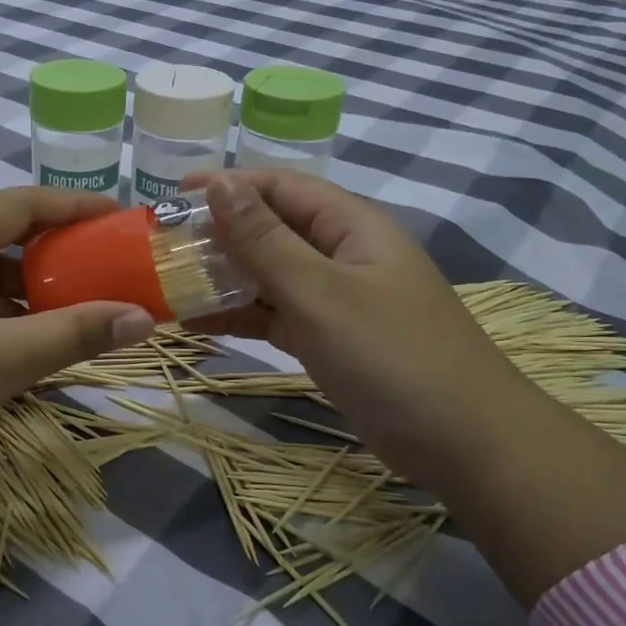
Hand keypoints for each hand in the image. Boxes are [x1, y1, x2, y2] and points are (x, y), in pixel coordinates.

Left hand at [0, 188, 154, 535]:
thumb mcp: (6, 359)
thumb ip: (76, 333)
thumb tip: (142, 318)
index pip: (18, 202)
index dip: (71, 205)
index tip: (115, 216)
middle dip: (51, 245)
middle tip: (97, 260)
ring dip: (25, 282)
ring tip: (70, 301)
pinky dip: (0, 310)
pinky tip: (25, 337)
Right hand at [183, 170, 528, 483]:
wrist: (463, 442)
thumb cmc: (391, 355)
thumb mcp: (319, 292)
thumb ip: (264, 240)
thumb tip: (219, 183)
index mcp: (351, 226)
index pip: (282, 186)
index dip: (228, 185)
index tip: (172, 196)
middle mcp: (343, 254)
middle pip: (272, 228)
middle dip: (218, 233)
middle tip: (161, 245)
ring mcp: (337, 299)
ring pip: (270, 274)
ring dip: (224, 277)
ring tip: (169, 284)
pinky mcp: (330, 338)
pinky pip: (276, 314)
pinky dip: (241, 315)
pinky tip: (198, 323)